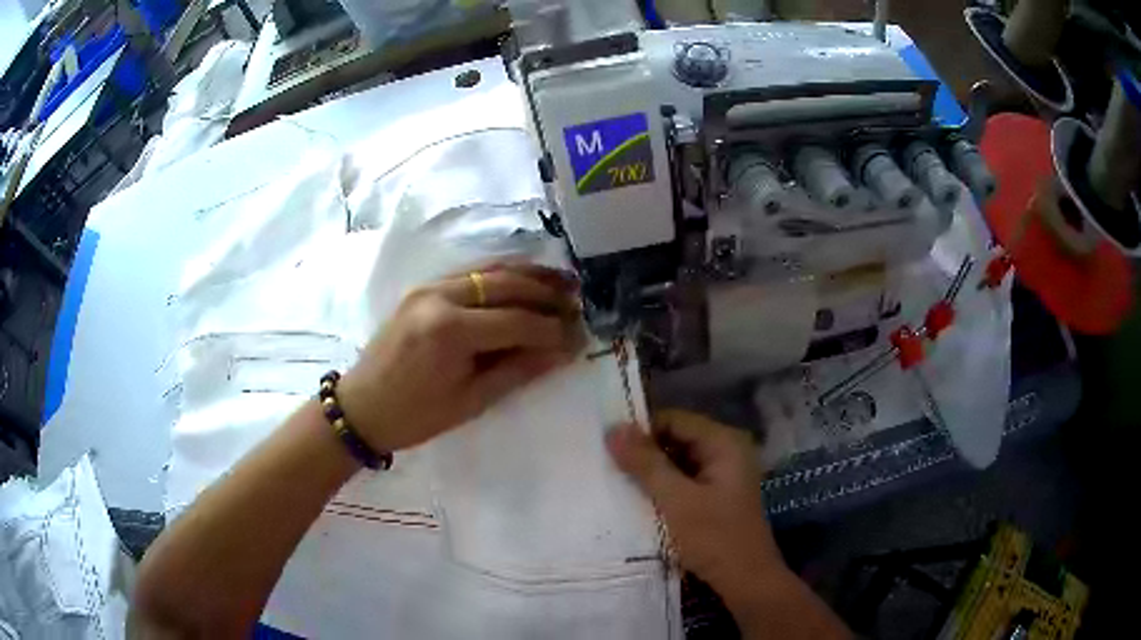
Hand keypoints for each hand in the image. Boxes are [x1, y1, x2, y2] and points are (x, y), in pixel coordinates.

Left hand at [339, 264, 583, 451]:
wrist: (361, 406)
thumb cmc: (415, 415)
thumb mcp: (471, 401)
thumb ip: (518, 370)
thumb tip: (562, 351)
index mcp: (451, 331)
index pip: (518, 321)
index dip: (554, 329)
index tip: (581, 336)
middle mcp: (442, 297)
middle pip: (507, 285)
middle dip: (548, 293)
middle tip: (580, 302)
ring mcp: (430, 287)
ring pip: (491, 271)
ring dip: (530, 275)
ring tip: (564, 281)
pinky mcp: (424, 288)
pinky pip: (472, 273)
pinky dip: (502, 275)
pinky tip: (525, 280)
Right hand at [605, 410, 784, 597]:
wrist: (746, 580)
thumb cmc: (715, 538)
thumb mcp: (677, 501)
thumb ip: (646, 464)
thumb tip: (613, 428)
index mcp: (724, 443)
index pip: (674, 420)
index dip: (641, 429)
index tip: (606, 445)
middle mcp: (726, 451)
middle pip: (677, 438)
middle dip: (644, 451)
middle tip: (606, 464)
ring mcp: (722, 474)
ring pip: (678, 460)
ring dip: (651, 470)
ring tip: (615, 480)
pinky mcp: (716, 494)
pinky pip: (684, 479)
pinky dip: (663, 486)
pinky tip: (638, 498)